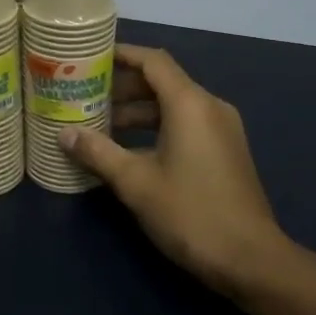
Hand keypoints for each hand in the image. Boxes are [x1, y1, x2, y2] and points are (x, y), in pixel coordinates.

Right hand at [61, 45, 295, 297]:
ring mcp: (222, 130)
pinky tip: (129, 150)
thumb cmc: (191, 213)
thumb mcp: (136, 183)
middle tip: (85, 95)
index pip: (153, 61)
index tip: (90, 58)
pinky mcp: (225, 151)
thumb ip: (98, 153)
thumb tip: (64, 134)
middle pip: (162, 82)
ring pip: (173, 106)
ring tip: (99, 124)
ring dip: (137, 111)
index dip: (121, 55)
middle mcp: (209, 107)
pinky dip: (156, 128)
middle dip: (123, 87)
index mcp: (190, 104)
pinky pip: (186, 125)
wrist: (251, 260)